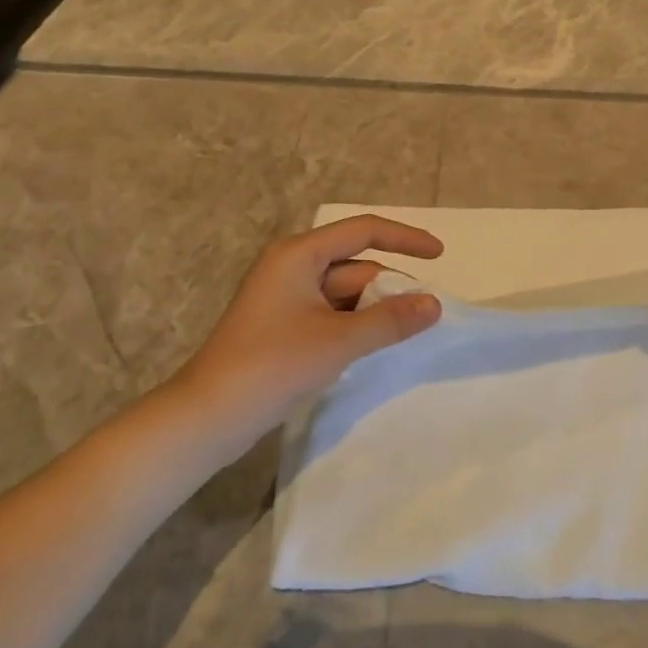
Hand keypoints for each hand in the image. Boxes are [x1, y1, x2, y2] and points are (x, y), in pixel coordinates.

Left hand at [175, 215, 443, 444]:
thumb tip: (435, 304)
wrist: (208, 417)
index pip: (364, 231)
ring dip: (373, 309)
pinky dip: (354, 325)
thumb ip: (391, 319)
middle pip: (355, 265)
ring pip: (345, 292)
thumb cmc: (273, 365)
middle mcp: (292, 266)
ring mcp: (285, 297)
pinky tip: (371, 347)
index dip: (405, 238)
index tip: (439, 255)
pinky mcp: (282, 325)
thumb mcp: (339, 341)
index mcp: (299, 254)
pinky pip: (330, 313)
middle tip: (425, 315)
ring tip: (403, 334)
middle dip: (390, 287)